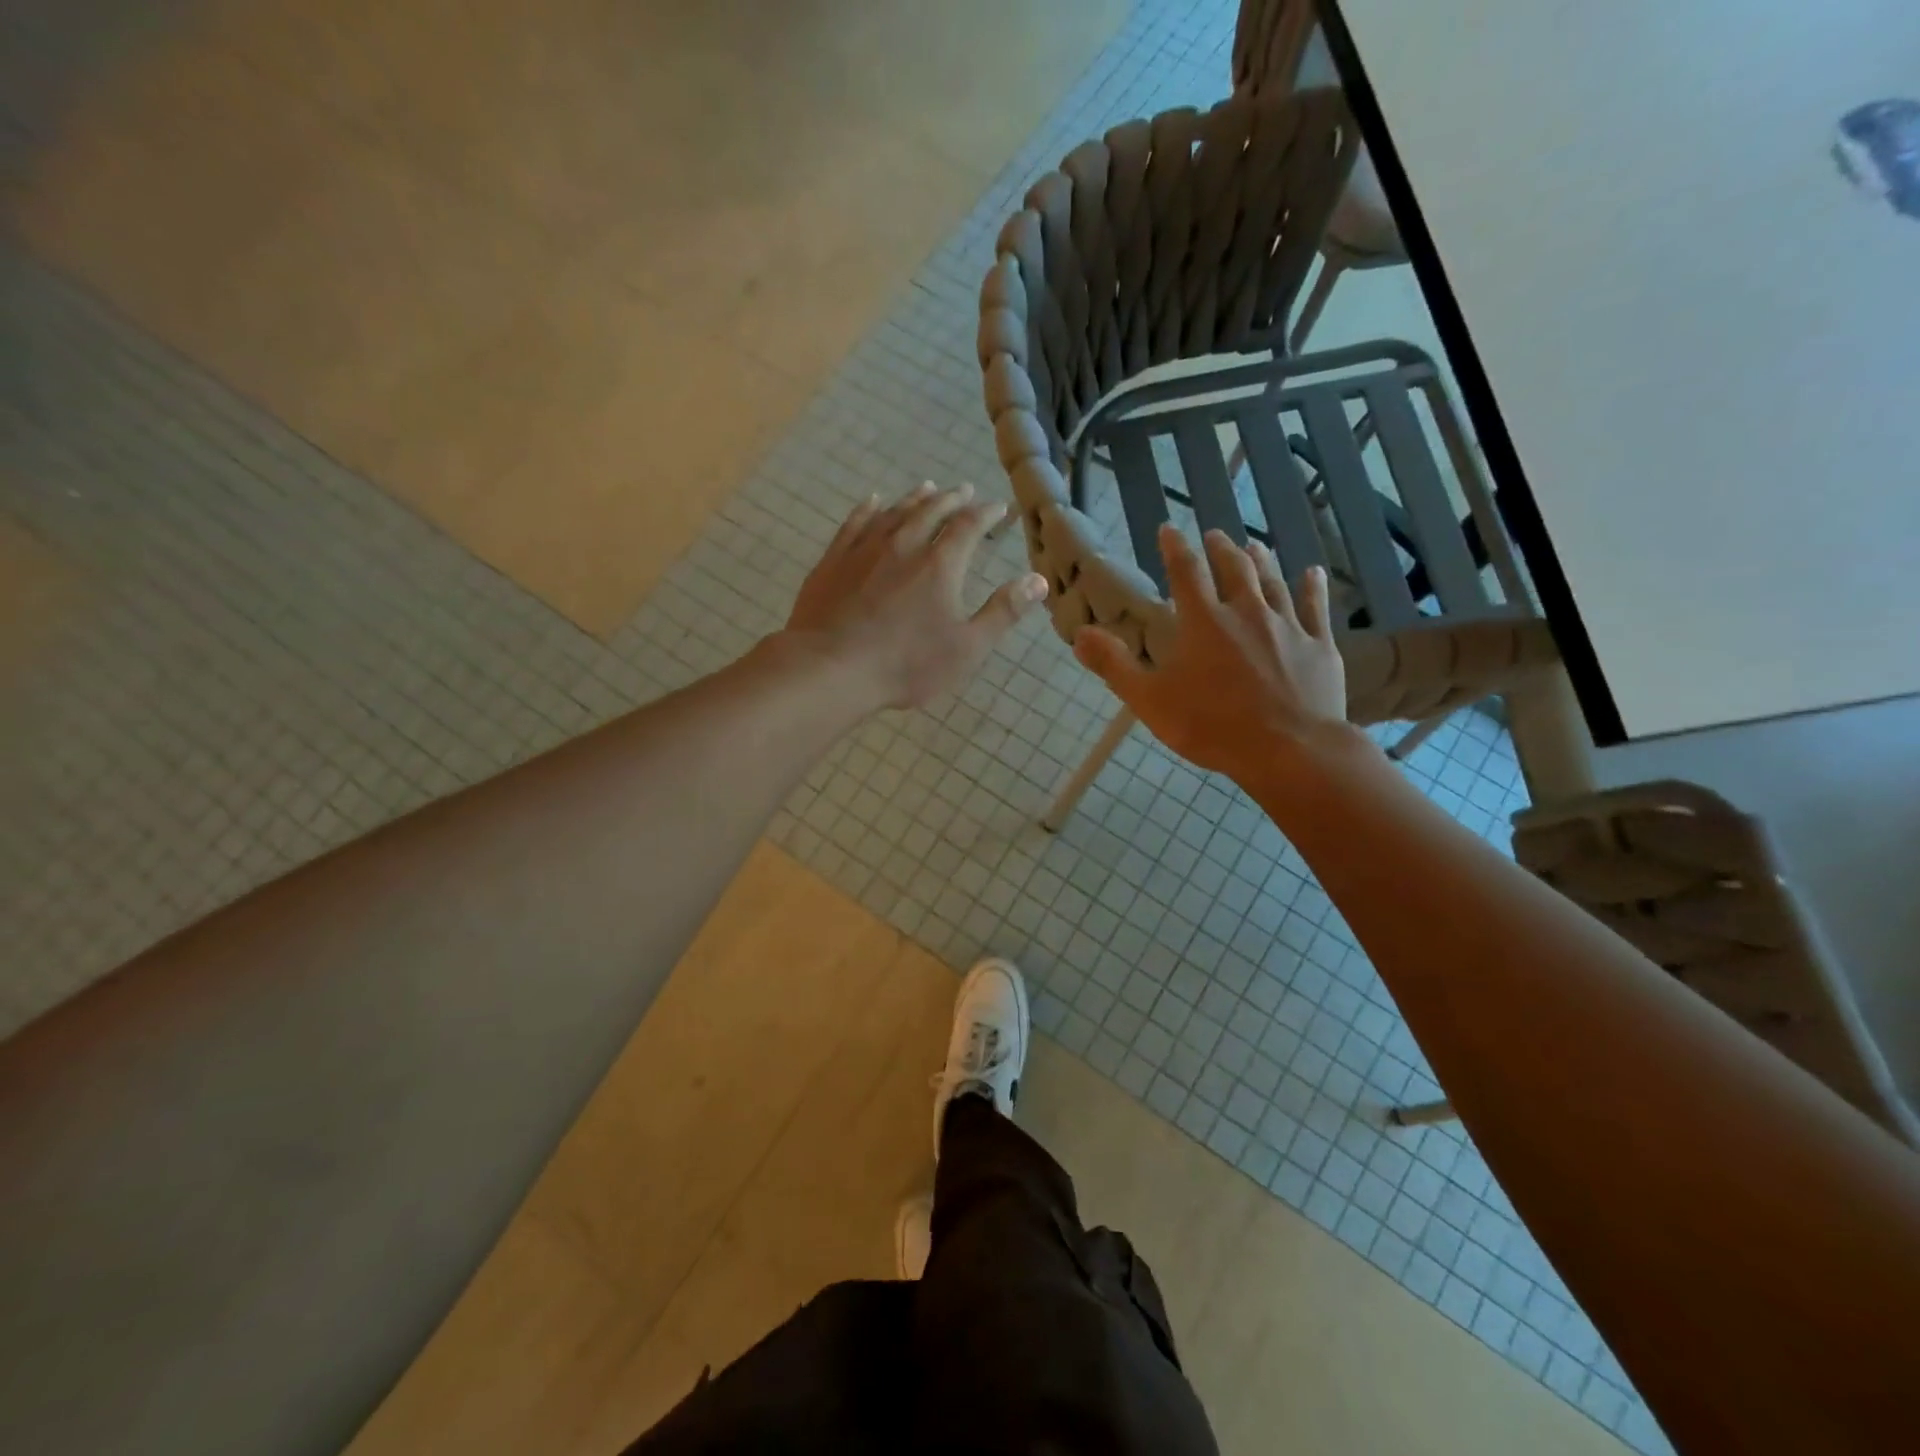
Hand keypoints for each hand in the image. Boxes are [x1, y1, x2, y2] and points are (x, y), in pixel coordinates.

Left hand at [784, 482, 1048, 710]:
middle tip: (965, 491)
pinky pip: (855, 523)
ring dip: (915, 498)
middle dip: (952, 499)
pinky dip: (869, 508)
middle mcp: (904, 544)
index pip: (969, 526)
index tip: (1000, 508)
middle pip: (932, 511)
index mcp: (940, 564)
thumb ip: (1003, 612)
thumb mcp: (967, 648)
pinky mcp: (834, 560)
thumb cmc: (906, 665)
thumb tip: (1038, 580)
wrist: (831, 668)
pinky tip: (873, 502)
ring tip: (927, 488)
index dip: (987, 514)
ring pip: (895, 512)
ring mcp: (864, 549)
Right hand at [1073, 524, 1355, 787]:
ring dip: (1262, 561)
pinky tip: (1313, 573)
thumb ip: (1114, 665)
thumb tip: (1079, 634)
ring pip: (1273, 582)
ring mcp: (1287, 626)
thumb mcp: (1150, 700)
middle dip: (1221, 549)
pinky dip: (1313, 587)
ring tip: (1254, 546)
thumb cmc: (1212, 726)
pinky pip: (1316, 608)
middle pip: (1234, 569)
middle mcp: (1247, 612)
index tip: (1169, 529)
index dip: (1175, 548)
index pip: (1186, 572)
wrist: (1289, 749)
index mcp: (1204, 622)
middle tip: (1215, 536)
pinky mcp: (1318, 645)